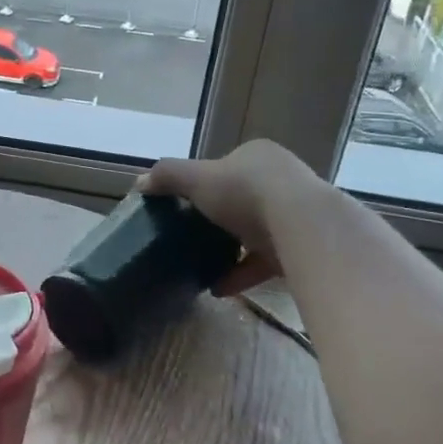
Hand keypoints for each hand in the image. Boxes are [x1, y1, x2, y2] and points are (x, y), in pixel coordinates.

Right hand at [137, 139, 318, 293]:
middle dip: (221, 218)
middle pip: (244, 198)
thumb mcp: (196, 179)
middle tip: (194, 234)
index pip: (227, 166)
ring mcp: (296, 214)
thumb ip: (167, 176)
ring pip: (257, 231)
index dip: (206, 182)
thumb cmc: (246, 192)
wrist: (302, 226)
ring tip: (203, 265)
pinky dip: (242, 274)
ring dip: (232, 249)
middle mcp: (282, 179)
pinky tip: (219, 287)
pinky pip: (266, 261)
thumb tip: (139, 183)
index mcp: (258, 156)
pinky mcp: (303, 247)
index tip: (187, 203)